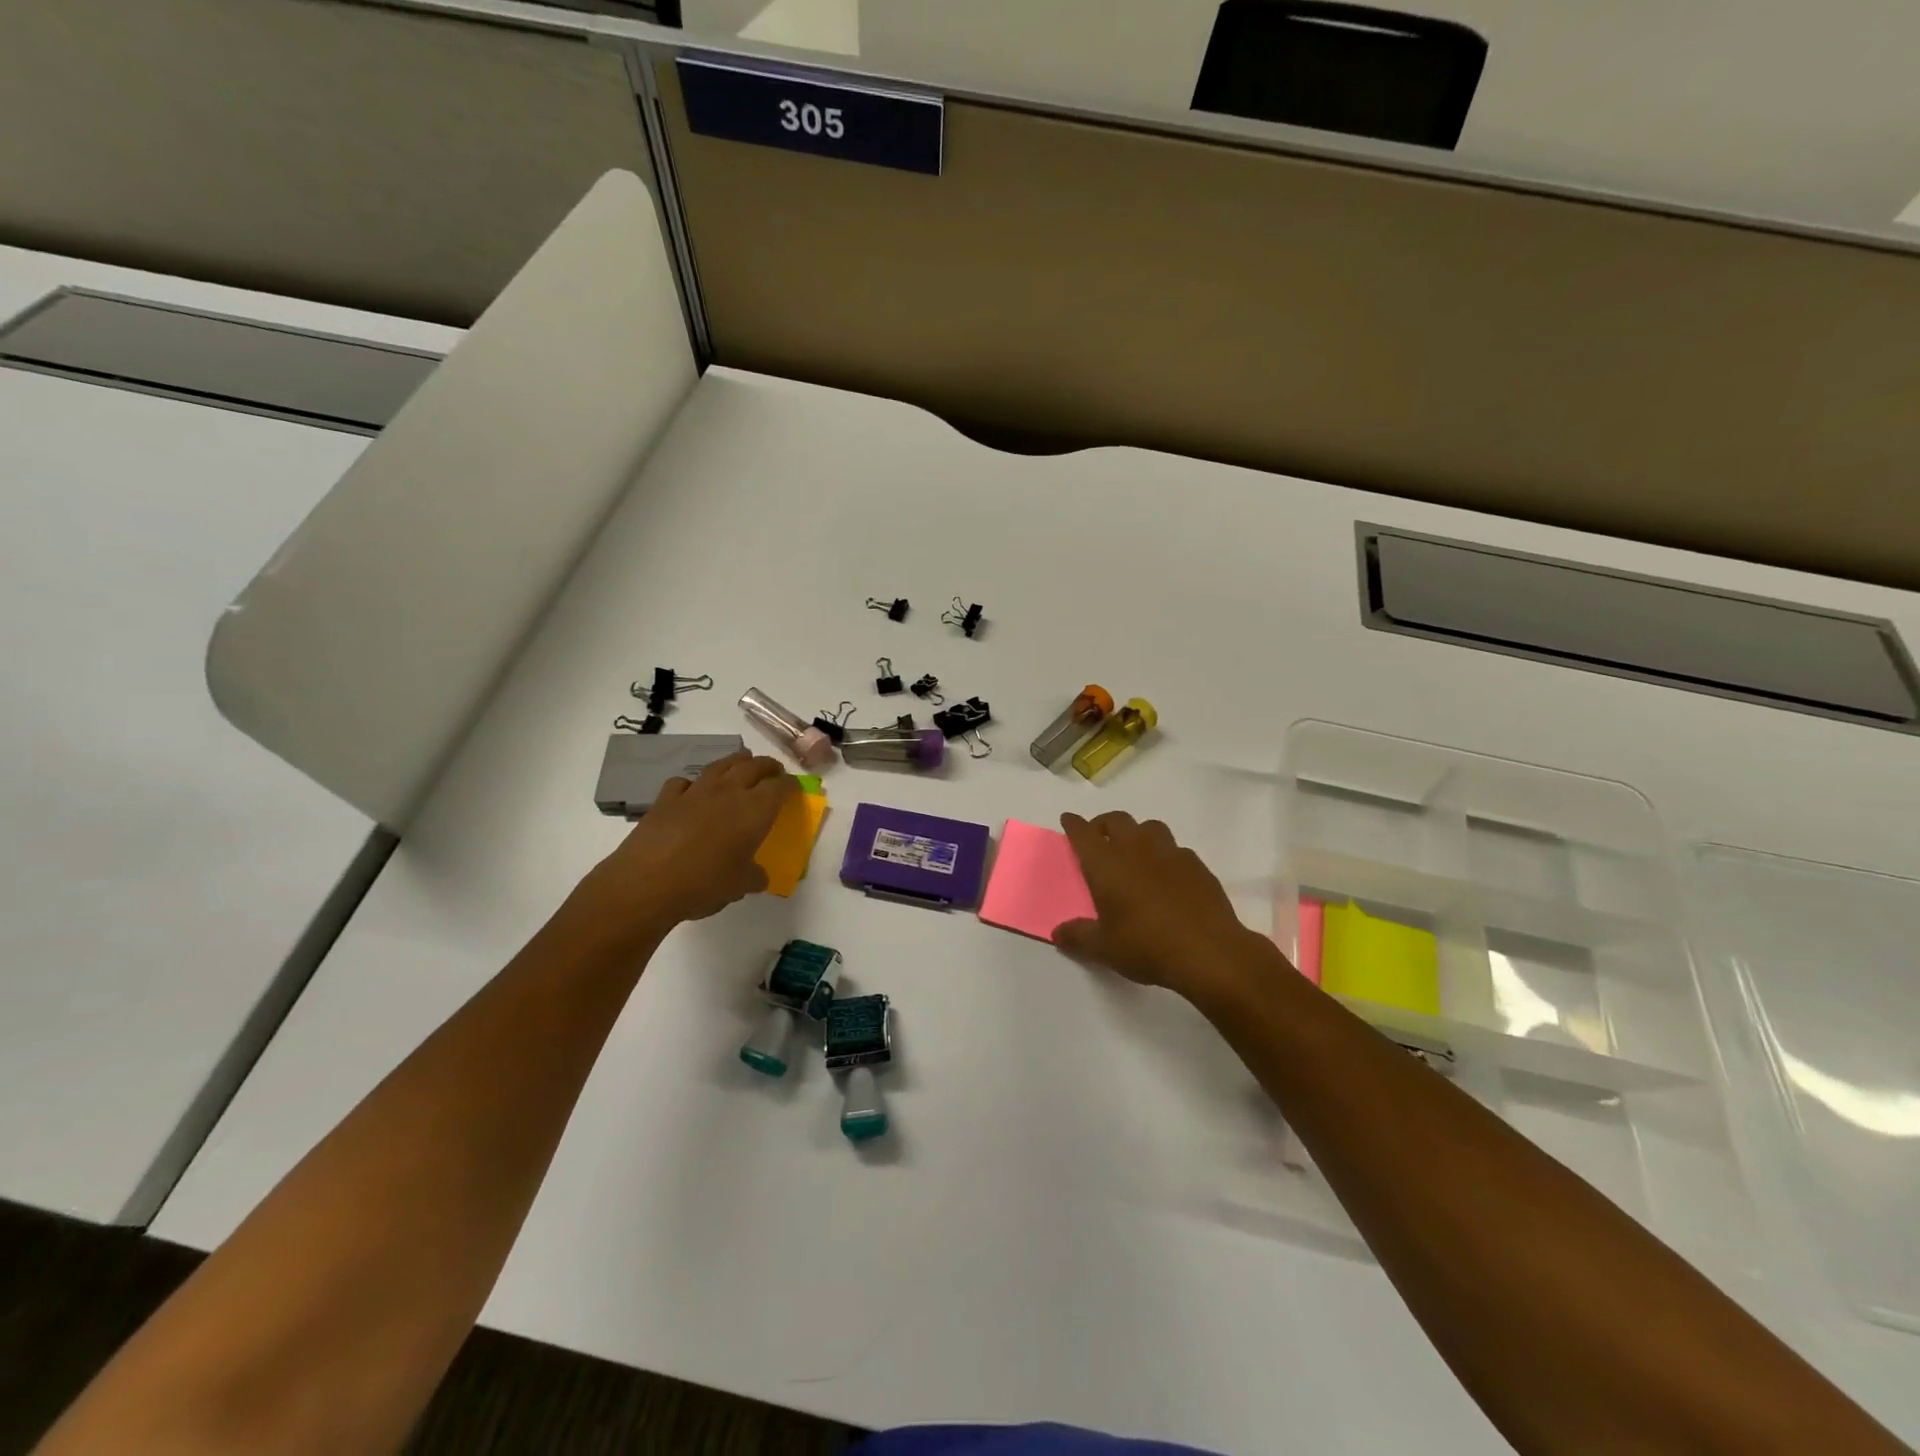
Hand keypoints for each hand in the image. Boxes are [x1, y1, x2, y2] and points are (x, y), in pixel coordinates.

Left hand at [560, 752, 795, 949]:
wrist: (647, 883)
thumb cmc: (705, 884)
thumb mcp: (740, 886)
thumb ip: (754, 876)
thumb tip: (758, 875)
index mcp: (755, 810)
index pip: (781, 787)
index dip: (791, 785)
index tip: (795, 788)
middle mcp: (729, 792)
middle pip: (754, 765)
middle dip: (768, 766)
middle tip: (774, 772)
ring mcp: (696, 791)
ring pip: (721, 764)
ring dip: (737, 762)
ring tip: (742, 766)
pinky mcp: (666, 798)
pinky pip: (685, 781)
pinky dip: (694, 783)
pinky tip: (693, 792)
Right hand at [1055, 811, 1281, 1002]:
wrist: (1208, 952)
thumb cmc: (1146, 946)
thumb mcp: (1103, 948)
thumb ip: (1078, 937)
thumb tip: (1058, 933)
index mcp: (1106, 864)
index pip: (1083, 833)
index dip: (1074, 824)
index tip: (1068, 820)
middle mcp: (1136, 849)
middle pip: (1116, 820)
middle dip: (1103, 823)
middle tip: (1098, 836)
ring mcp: (1170, 853)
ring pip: (1149, 827)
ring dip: (1137, 833)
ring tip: (1134, 851)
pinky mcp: (1196, 865)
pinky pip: (1176, 849)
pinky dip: (1165, 854)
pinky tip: (1167, 875)